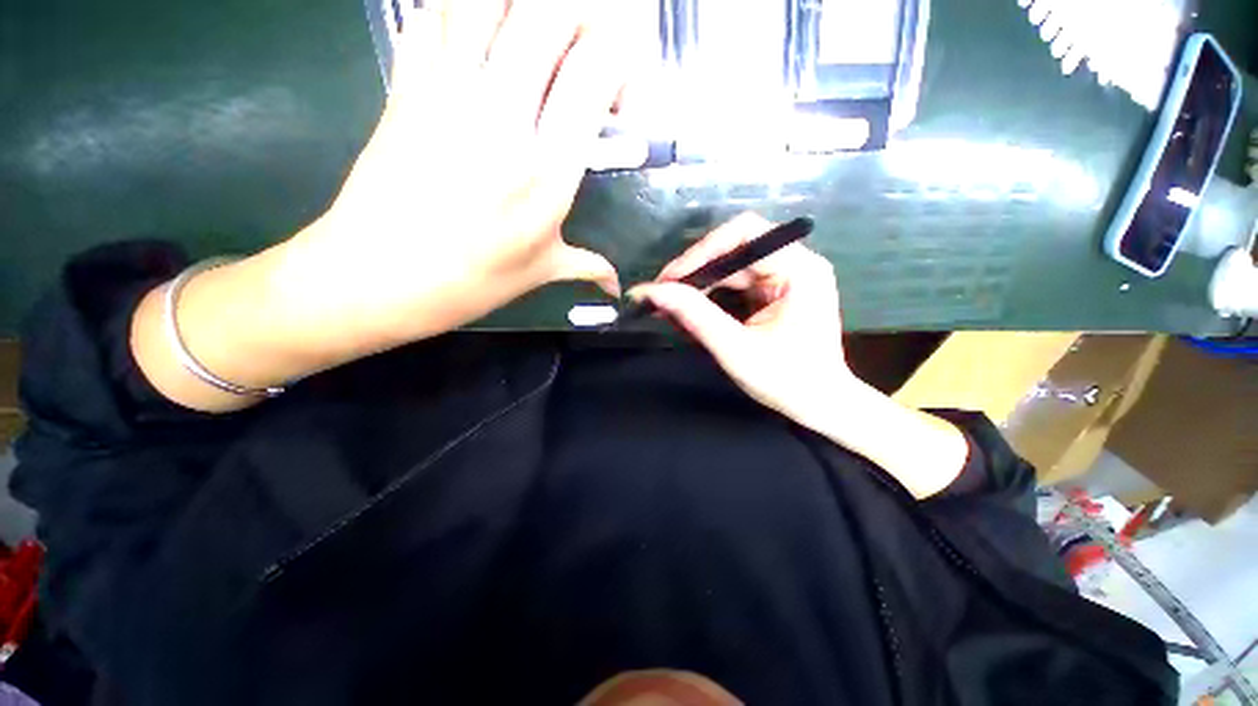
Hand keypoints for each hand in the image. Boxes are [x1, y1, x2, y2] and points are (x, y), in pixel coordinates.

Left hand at [131, 0, 653, 413]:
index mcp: (547, 171)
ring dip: (523, 8)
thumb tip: (616, 285)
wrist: (373, 278)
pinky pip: (436, 14)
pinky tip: (482, 38)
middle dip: (582, 16)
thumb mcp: (540, 273)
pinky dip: (465, 12)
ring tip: (536, 41)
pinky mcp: (406, 84)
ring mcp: (447, 91)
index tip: (620, 90)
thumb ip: (588, 266)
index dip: (622, 55)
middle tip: (586, 52)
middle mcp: (503, 116)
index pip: (596, 68)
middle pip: (550, 11)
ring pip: (489, 0)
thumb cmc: (468, 283)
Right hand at [629, 213, 856, 427]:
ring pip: (730, 266)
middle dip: (695, 270)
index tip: (669, 279)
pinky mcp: (774, 291)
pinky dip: (710, 295)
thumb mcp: (736, 349)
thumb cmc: (786, 381)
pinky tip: (690, 310)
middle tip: (661, 293)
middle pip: (734, 247)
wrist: (820, 405)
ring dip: (698, 284)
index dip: (701, 251)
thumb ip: (694, 316)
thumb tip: (651, 291)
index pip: (744, 234)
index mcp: (799, 269)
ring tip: (669, 304)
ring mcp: (785, 276)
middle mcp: (795, 263)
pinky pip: (735, 282)